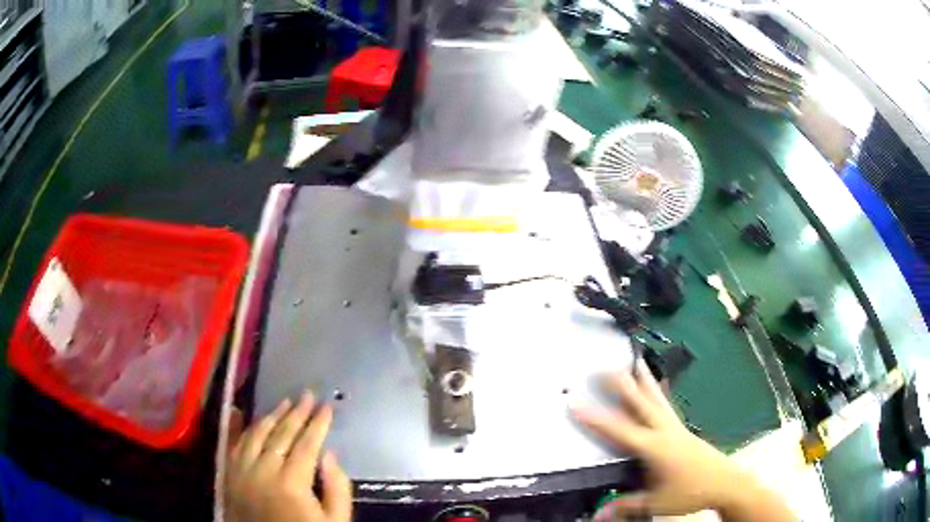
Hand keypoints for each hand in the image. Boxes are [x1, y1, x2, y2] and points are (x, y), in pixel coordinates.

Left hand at [226, 393, 351, 521]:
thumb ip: (337, 489)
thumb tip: (329, 455)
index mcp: (292, 483)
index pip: (307, 445)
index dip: (318, 424)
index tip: (328, 406)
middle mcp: (263, 470)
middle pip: (281, 434)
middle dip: (298, 413)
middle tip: (308, 395)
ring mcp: (242, 470)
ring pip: (256, 434)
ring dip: (272, 415)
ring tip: (286, 402)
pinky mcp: (229, 474)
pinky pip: (232, 444)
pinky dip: (237, 427)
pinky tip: (240, 411)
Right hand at [572, 360, 787, 520]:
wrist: (724, 482)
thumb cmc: (690, 492)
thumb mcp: (655, 503)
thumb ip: (625, 506)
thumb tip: (596, 515)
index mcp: (654, 447)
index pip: (619, 430)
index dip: (595, 417)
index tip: (576, 402)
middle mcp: (664, 431)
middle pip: (640, 403)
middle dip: (620, 385)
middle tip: (601, 369)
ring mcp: (675, 427)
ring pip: (656, 398)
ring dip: (643, 380)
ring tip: (634, 362)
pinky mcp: (683, 428)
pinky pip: (666, 405)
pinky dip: (658, 392)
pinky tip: (656, 386)